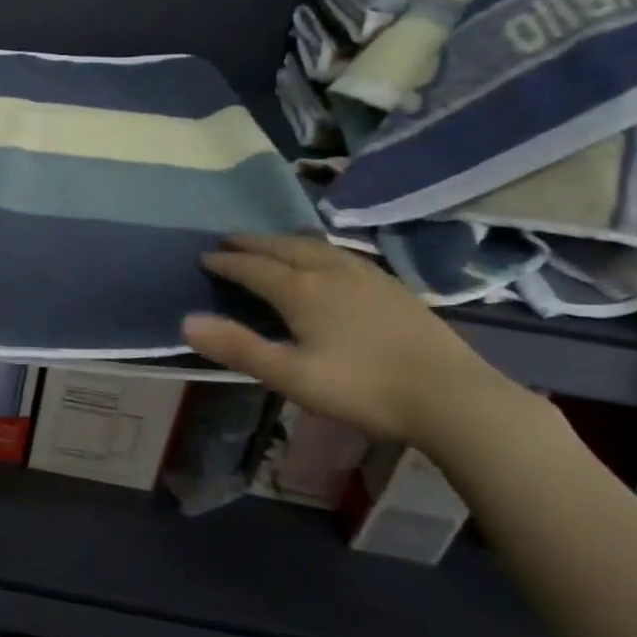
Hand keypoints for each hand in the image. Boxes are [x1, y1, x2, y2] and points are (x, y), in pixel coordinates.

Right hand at [183, 234, 520, 449]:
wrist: (450, 395)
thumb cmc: (361, 388)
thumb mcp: (290, 375)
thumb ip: (237, 347)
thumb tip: (186, 321)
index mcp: (301, 289)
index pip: (252, 267)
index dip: (225, 262)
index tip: (204, 257)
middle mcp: (329, 270)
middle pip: (282, 247)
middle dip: (251, 243)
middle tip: (228, 241)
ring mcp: (365, 274)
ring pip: (314, 246)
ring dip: (284, 242)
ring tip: (269, 244)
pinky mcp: (391, 285)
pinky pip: (340, 253)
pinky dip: (316, 249)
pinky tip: (326, 261)